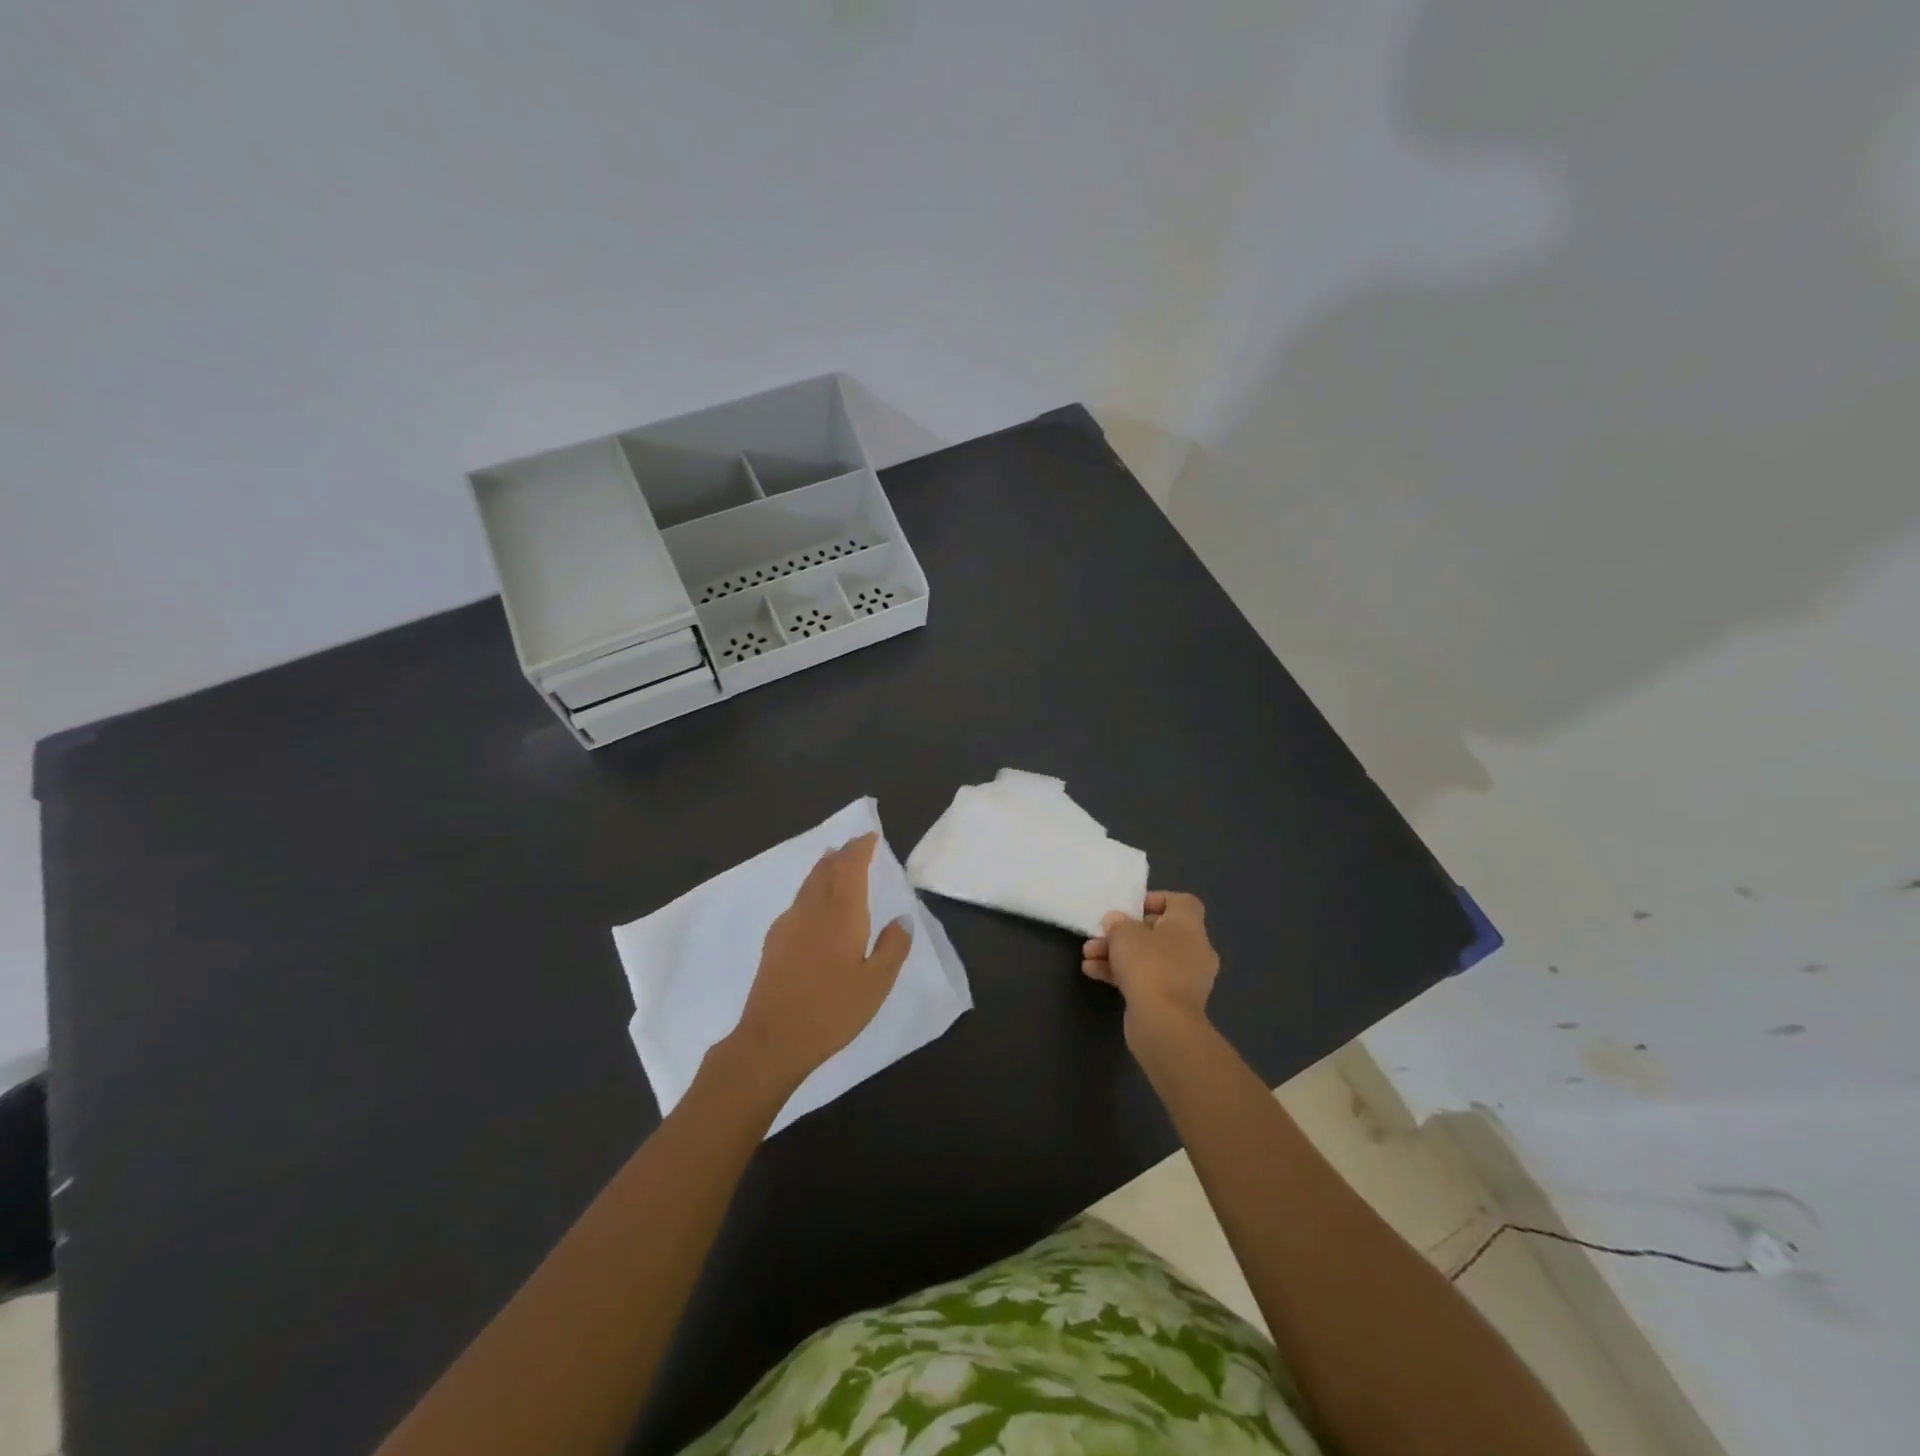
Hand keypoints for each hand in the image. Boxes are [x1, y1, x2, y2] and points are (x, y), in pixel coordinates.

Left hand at [731, 833, 912, 1097]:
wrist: (773, 1038)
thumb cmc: (832, 1010)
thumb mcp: (876, 983)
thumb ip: (892, 947)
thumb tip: (901, 918)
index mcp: (841, 913)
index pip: (851, 867)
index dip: (860, 848)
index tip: (870, 836)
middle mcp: (812, 909)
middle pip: (826, 870)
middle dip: (842, 854)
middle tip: (854, 845)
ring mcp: (789, 924)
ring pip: (809, 884)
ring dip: (824, 869)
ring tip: (834, 862)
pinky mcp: (774, 941)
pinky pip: (798, 902)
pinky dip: (811, 890)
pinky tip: (813, 906)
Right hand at [1081, 891, 1218, 1048]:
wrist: (1164, 1023)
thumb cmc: (1149, 965)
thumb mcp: (1124, 933)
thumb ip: (1118, 923)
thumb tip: (1116, 922)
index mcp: (1189, 926)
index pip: (1182, 903)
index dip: (1156, 900)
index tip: (1131, 908)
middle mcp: (1193, 950)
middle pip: (1159, 932)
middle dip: (1125, 933)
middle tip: (1101, 934)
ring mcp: (1185, 978)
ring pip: (1148, 957)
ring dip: (1117, 954)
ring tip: (1088, 956)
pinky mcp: (1172, 1001)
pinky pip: (1146, 979)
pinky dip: (1123, 975)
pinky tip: (1093, 973)